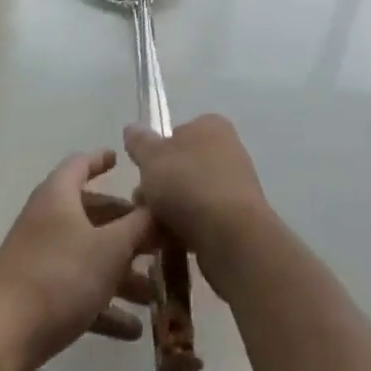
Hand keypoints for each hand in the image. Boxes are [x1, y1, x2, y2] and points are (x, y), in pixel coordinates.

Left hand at [0, 149, 155, 370]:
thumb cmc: (59, 278)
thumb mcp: (110, 249)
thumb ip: (139, 226)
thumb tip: (160, 207)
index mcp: (58, 195)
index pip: (81, 164)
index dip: (102, 160)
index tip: (121, 160)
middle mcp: (46, 220)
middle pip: (91, 214)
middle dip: (125, 228)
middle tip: (156, 238)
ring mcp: (37, 260)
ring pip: (87, 256)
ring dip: (120, 273)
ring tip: (153, 294)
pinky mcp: (34, 298)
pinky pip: (76, 291)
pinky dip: (102, 304)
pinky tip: (131, 330)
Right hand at [124, 115, 274, 299]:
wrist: (231, 235)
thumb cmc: (188, 184)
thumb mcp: (152, 157)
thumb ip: (140, 142)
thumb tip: (132, 128)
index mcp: (210, 125)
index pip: (176, 134)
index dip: (155, 154)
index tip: (141, 175)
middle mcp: (227, 149)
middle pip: (181, 168)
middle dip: (158, 189)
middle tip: (142, 207)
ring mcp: (234, 185)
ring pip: (190, 196)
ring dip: (168, 213)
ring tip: (153, 231)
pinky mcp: (237, 218)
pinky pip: (203, 220)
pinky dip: (186, 231)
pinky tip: (170, 245)